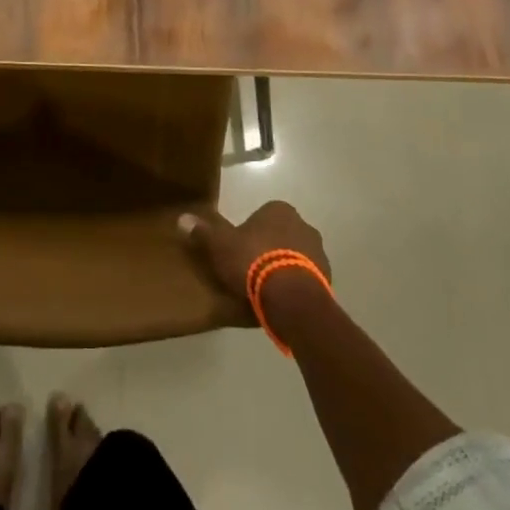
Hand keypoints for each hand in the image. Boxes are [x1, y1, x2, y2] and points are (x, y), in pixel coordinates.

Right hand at [179, 200, 330, 305]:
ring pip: (296, 256)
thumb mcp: (220, 245)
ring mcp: (319, 253)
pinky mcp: (327, 280)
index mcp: (279, 210)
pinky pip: (305, 278)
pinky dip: (294, 285)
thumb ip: (204, 231)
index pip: (263, 214)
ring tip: (263, 287)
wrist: (290, 298)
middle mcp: (304, 225)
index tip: (238, 248)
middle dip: (269, 247)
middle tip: (249, 267)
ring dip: (283, 266)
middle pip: (281, 234)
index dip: (249, 231)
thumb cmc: (253, 261)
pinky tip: (278, 300)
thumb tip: (182, 218)